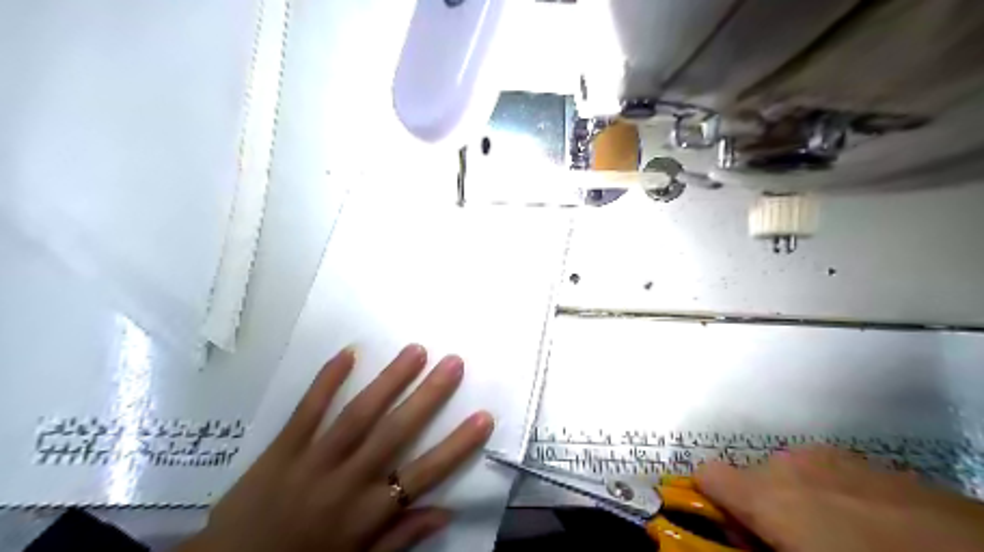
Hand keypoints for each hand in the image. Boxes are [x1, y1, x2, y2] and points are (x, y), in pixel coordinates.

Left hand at [179, 344, 492, 551]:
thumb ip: (401, 536)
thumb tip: (446, 512)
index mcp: (368, 513)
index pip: (424, 474)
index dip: (457, 445)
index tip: (484, 416)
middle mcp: (347, 482)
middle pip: (395, 433)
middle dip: (429, 396)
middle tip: (454, 362)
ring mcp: (313, 461)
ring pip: (358, 415)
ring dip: (389, 380)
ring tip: (415, 350)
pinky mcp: (281, 449)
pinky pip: (307, 411)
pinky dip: (326, 381)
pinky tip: (348, 353)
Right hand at [690, 445, 983, 551]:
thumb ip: (754, 546)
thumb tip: (739, 536)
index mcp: (768, 493)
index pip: (706, 475)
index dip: (711, 503)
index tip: (737, 534)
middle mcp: (789, 464)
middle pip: (747, 477)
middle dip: (757, 508)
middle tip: (787, 546)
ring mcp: (829, 458)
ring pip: (785, 473)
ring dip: (792, 500)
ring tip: (834, 537)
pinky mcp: (865, 461)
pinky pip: (822, 472)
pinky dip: (825, 494)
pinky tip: (867, 526)